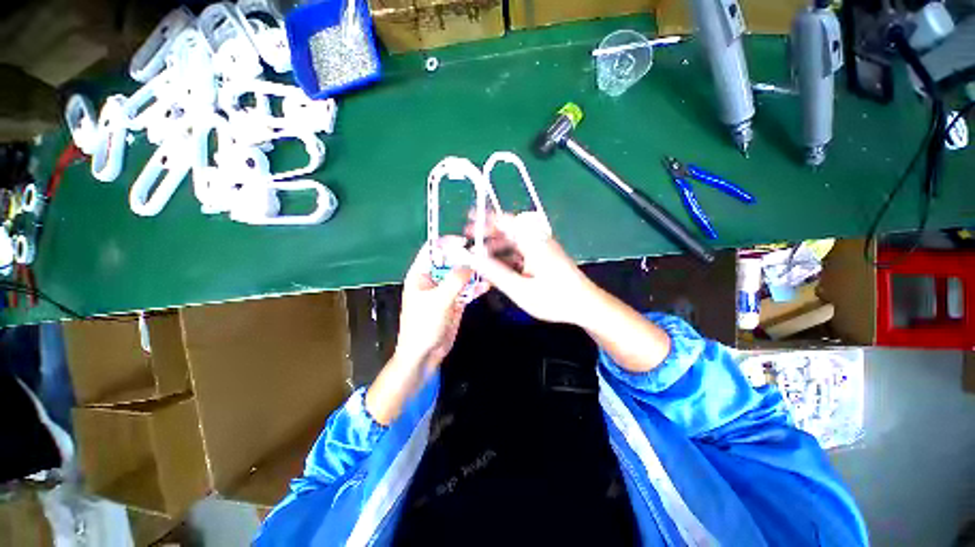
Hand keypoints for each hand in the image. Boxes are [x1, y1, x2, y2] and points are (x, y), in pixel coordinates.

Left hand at [394, 237, 484, 370]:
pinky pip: (467, 290)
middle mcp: (433, 279)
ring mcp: (445, 291)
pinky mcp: (455, 302)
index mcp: (420, 275)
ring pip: (460, 275)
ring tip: (488, 268)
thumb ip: (455, 281)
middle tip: (482, 256)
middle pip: (450, 261)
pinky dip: (476, 287)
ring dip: (473, 272)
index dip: (446, 243)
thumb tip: (471, 265)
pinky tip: (486, 285)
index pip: (432, 250)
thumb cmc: (423, 325)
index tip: (465, 242)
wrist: (424, 354)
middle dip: (465, 258)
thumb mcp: (438, 300)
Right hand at [467, 212, 596, 325]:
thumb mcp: (521, 289)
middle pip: (508, 231)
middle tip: (469, 243)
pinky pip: (521, 252)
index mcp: (532, 241)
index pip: (506, 221)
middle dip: (487, 236)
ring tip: (479, 258)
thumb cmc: (555, 299)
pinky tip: (497, 268)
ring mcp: (541, 249)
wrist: (586, 306)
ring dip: (496, 248)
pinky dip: (507, 257)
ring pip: (513, 242)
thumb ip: (495, 273)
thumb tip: (473, 259)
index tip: (468, 222)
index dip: (486, 219)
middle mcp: (537, 240)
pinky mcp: (543, 258)